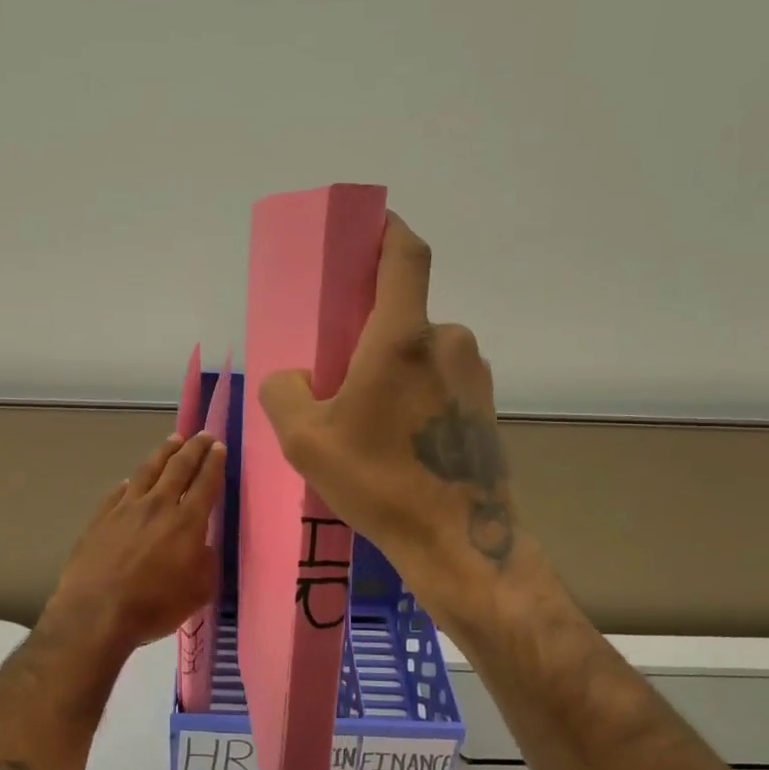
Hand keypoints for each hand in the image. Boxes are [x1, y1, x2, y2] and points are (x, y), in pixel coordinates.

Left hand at [41, 432, 228, 656]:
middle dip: (194, 449)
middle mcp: (158, 505)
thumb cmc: (155, 606)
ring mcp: (126, 508)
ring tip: (173, 440)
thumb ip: (206, 562)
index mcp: (187, 522)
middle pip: (178, 467)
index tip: (219, 446)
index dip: (214, 463)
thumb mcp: (199, 591)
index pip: (205, 483)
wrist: (96, 612)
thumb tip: (202, 545)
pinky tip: (132, 480)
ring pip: (148, 470)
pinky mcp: (101, 518)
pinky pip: (119, 491)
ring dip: (164, 453)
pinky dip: (131, 482)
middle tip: (203, 435)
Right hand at [258, 214, 521, 617]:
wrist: (459, 542)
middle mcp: (448, 342)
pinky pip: (440, 381)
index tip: (367, 226)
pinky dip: (415, 393)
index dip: (387, 229)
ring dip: (392, 368)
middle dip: (369, 330)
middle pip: (402, 314)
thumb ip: (283, 391)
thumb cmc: (379, 482)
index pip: (405, 254)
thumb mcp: (304, 439)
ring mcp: (474, 375)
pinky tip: (397, 440)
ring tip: (366, 420)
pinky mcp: (485, 406)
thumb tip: (295, 377)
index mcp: (402, 337)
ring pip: (421, 352)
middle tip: (338, 374)